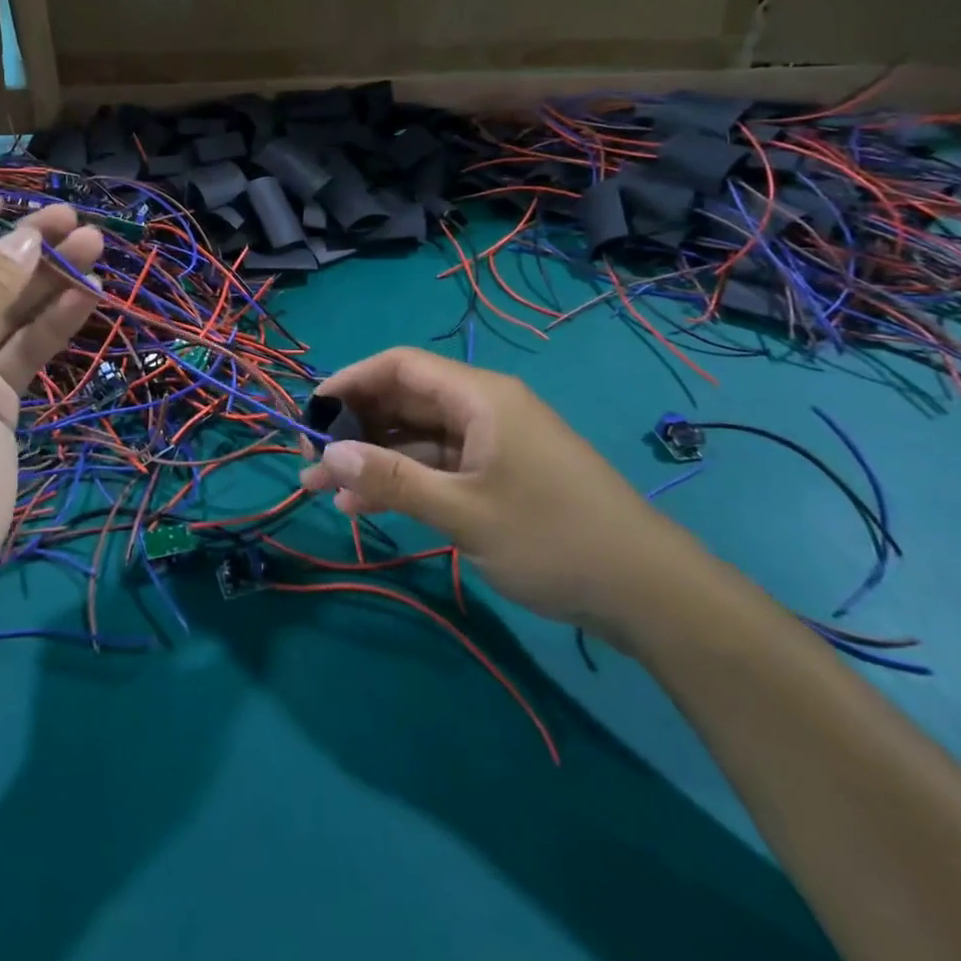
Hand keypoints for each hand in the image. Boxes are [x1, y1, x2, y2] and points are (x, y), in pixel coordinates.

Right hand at [300, 347, 703, 638]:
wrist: (649, 593)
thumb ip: (392, 481)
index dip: (350, 382)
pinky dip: (405, 481)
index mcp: (480, 397)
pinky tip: (368, 506)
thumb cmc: (553, 538)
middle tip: (310, 462)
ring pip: (418, 438)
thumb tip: (326, 456)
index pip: (399, 366)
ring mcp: (493, 443)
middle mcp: (484, 409)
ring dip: (374, 460)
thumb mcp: (464, 511)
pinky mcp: (500, 475)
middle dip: (354, 428)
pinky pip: (440, 465)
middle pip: (405, 401)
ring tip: (324, 491)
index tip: (310, 413)